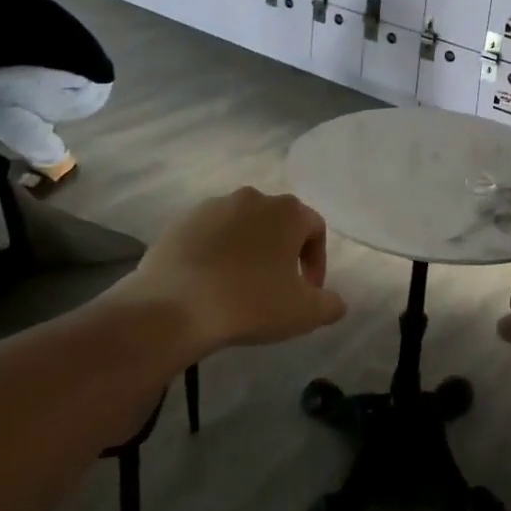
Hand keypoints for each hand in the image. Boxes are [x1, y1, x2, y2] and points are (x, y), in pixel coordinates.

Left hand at [128, 187, 343, 352]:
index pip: (315, 228)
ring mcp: (213, 206)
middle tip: (276, 289)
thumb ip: (330, 305)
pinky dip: (216, 253)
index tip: (307, 292)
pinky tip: (209, 284)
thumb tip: (336, 303)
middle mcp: (253, 198)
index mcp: (287, 211)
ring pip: (242, 227)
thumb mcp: (303, 313)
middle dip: (282, 253)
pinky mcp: (181, 222)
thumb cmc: (250, 303)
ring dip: (248, 251)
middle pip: (278, 223)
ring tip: (239, 287)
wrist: (175, 306)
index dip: (317, 261)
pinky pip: (210, 235)